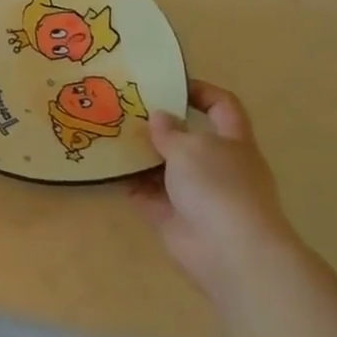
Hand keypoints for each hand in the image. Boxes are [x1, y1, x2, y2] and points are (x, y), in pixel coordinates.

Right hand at [127, 81, 300, 301]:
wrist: (230, 252)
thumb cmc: (218, 186)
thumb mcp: (190, 147)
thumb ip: (169, 131)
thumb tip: (158, 117)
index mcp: (232, 142)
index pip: (223, 107)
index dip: (200, 91)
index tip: (169, 84)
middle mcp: (216, 166)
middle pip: (187, 137)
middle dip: (158, 124)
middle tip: (124, 108)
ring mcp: (194, 194)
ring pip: (163, 166)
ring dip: (139, 153)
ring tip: (107, 132)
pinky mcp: (172, 217)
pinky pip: (146, 193)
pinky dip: (128, 181)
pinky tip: (105, 166)